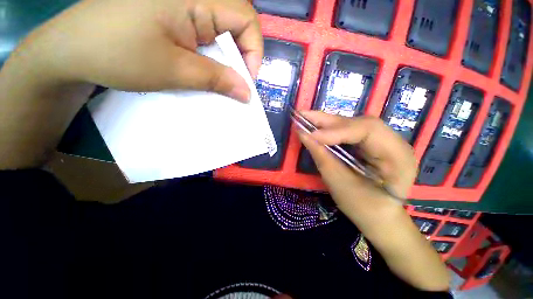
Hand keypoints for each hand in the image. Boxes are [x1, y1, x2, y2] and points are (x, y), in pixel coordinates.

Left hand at [0, 0, 262, 167]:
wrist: (73, 49)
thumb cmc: (118, 54)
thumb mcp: (175, 70)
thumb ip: (217, 79)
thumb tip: (246, 92)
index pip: (246, 18)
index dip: (254, 51)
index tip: (246, 79)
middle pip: (237, 24)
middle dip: (242, 56)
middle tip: (235, 82)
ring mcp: (183, 4)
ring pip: (223, 31)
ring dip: (227, 59)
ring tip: (221, 80)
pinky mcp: (175, 15)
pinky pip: (207, 34)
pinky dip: (213, 56)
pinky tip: (206, 70)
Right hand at [297, 111, 416, 218]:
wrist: (379, 218)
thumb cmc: (363, 208)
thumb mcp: (340, 184)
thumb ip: (322, 156)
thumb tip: (303, 134)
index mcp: (397, 157)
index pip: (367, 130)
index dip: (336, 131)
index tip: (311, 135)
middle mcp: (394, 143)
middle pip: (360, 123)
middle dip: (329, 121)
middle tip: (303, 116)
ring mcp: (383, 142)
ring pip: (353, 125)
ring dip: (328, 122)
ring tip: (307, 118)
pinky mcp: (371, 144)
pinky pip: (349, 132)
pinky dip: (331, 129)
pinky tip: (317, 126)